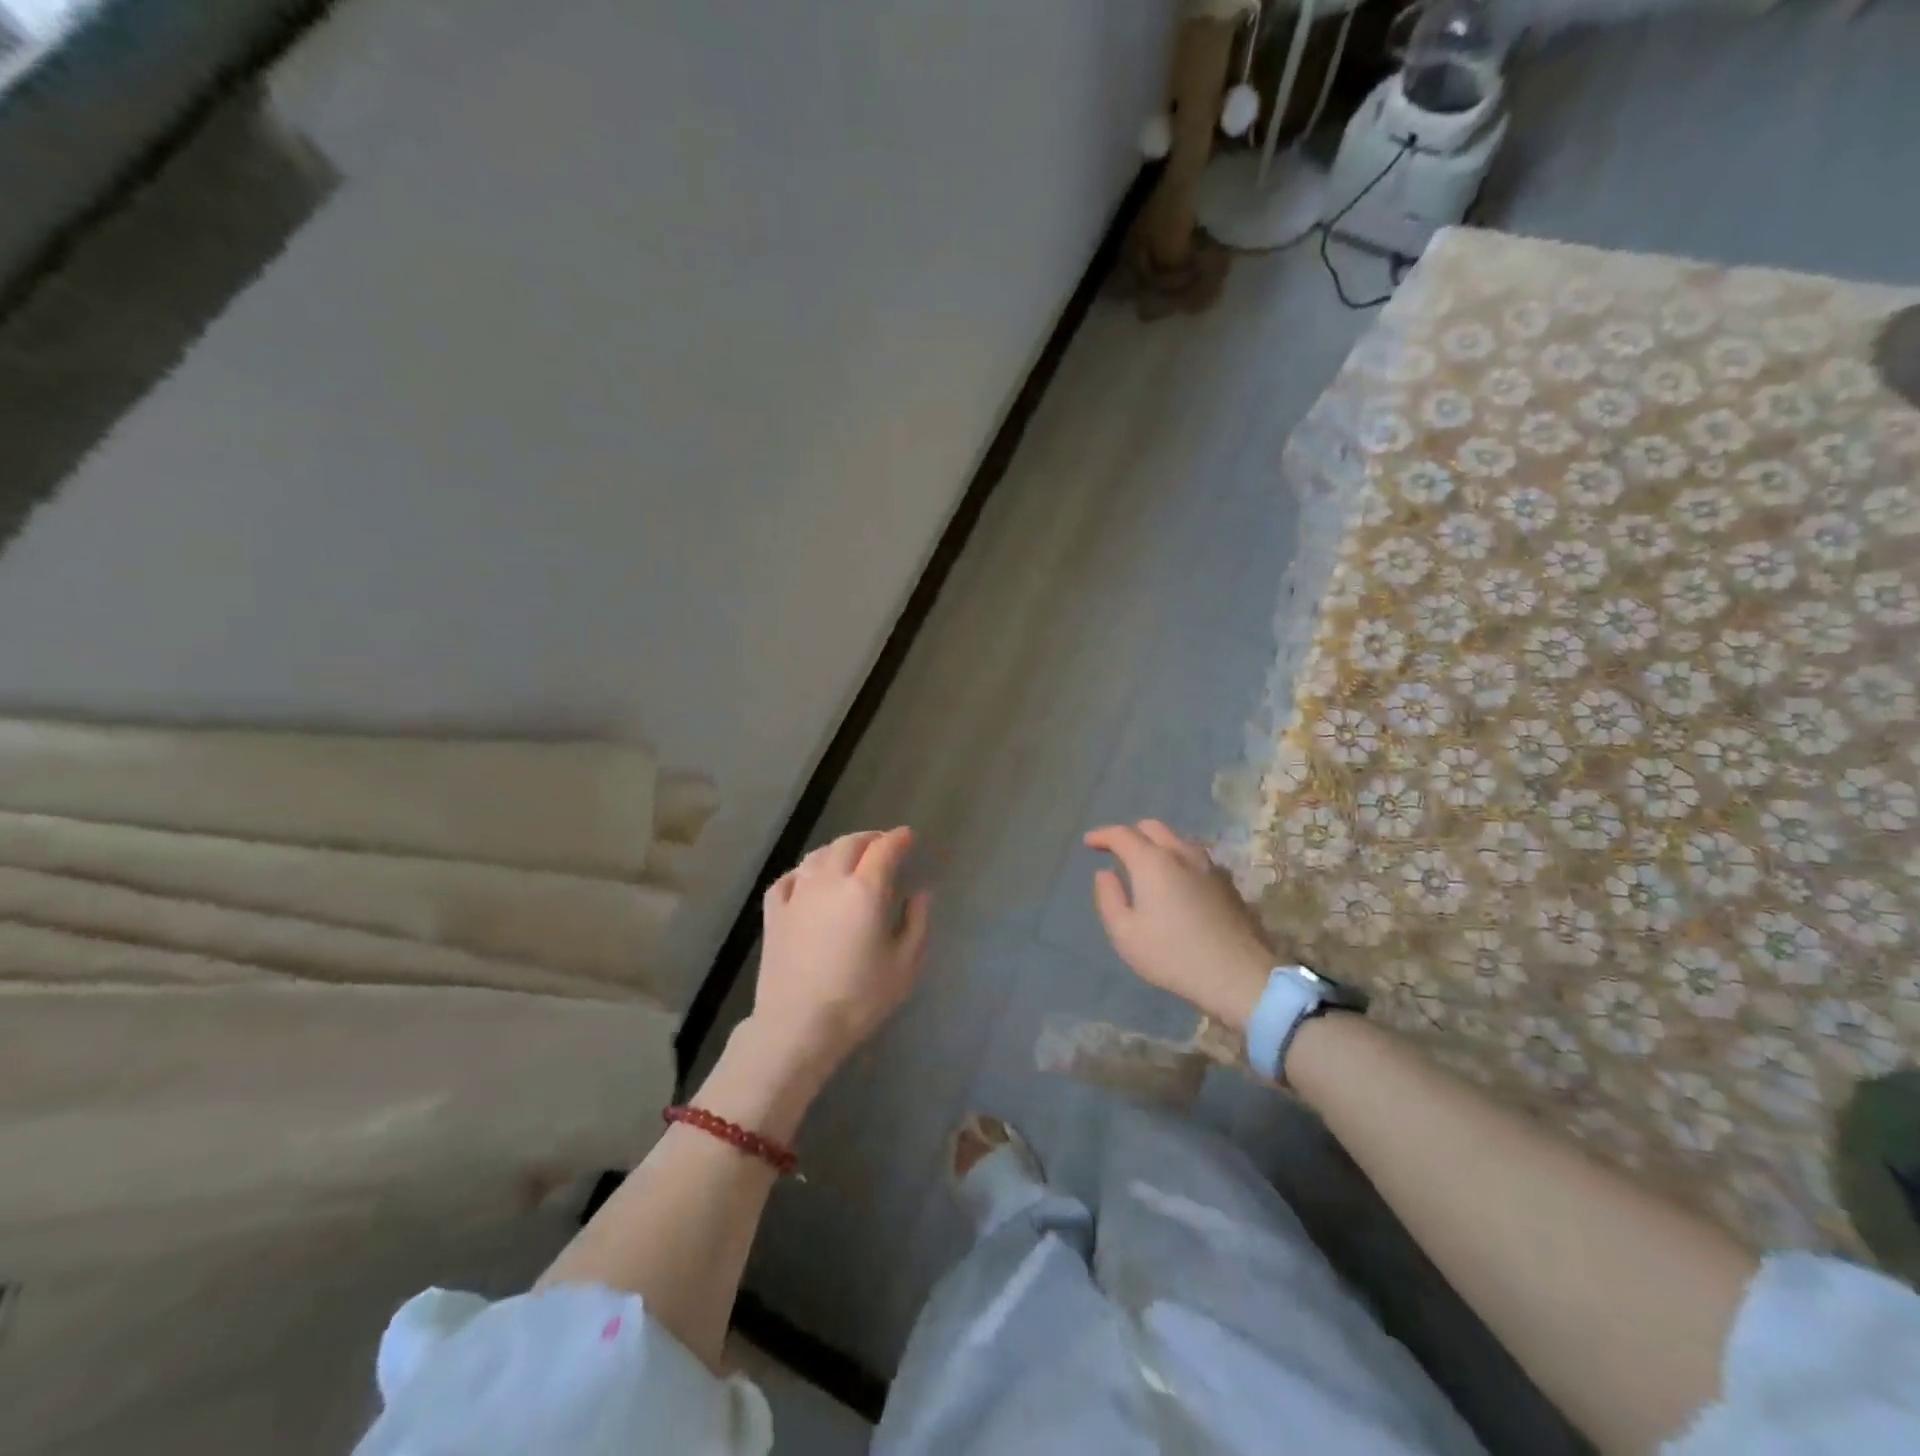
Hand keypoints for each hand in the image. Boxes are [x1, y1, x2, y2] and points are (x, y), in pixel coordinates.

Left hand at [755, 827, 931, 1076]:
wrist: (798, 1027)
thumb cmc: (859, 998)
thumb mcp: (905, 965)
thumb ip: (916, 922)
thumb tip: (919, 893)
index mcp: (865, 890)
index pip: (884, 849)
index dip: (898, 838)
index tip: (908, 837)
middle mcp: (829, 881)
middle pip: (849, 844)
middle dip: (870, 839)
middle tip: (882, 845)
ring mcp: (797, 894)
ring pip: (818, 855)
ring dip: (838, 850)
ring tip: (849, 858)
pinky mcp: (773, 913)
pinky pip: (789, 877)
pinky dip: (804, 870)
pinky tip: (808, 879)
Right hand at [1085, 820, 1272, 1028]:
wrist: (1238, 975)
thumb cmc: (1172, 955)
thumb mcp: (1125, 934)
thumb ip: (1109, 898)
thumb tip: (1105, 873)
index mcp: (1152, 862)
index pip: (1122, 834)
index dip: (1102, 835)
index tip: (1089, 843)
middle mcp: (1181, 854)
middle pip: (1152, 827)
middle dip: (1130, 833)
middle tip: (1117, 851)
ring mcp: (1209, 866)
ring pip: (1177, 839)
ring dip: (1157, 844)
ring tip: (1147, 865)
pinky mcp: (1227, 882)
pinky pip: (1195, 857)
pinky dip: (1178, 859)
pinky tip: (1177, 881)